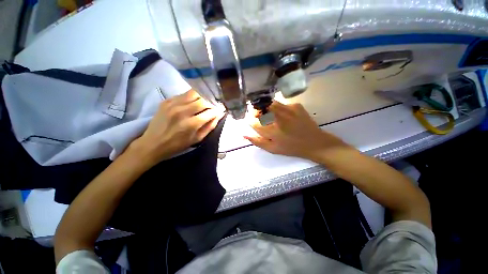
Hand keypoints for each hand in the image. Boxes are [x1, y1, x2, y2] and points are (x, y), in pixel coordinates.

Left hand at [129, 90, 223, 167]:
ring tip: (202, 103)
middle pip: (203, 100)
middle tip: (211, 108)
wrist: (153, 143)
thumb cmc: (178, 144)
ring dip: (201, 97)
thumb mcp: (197, 139)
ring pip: (193, 93)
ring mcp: (173, 104)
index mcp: (191, 124)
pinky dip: (190, 98)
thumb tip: (219, 115)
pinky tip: (191, 104)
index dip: (217, 111)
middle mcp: (182, 111)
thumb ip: (210, 126)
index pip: (210, 111)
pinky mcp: (166, 101)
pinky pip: (183, 94)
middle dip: (210, 103)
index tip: (219, 111)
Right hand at [245, 101, 347, 161]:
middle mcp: (278, 118)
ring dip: (266, 108)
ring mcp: (288, 109)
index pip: (253, 122)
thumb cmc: (291, 148)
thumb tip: (244, 134)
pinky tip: (284, 115)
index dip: (251, 121)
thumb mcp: (272, 149)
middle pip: (260, 108)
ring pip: (269, 103)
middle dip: (256, 111)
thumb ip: (257, 142)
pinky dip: (278, 108)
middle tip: (259, 117)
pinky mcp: (296, 105)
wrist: (315, 142)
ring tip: (270, 115)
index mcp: (271, 131)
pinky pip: (281, 103)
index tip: (252, 122)